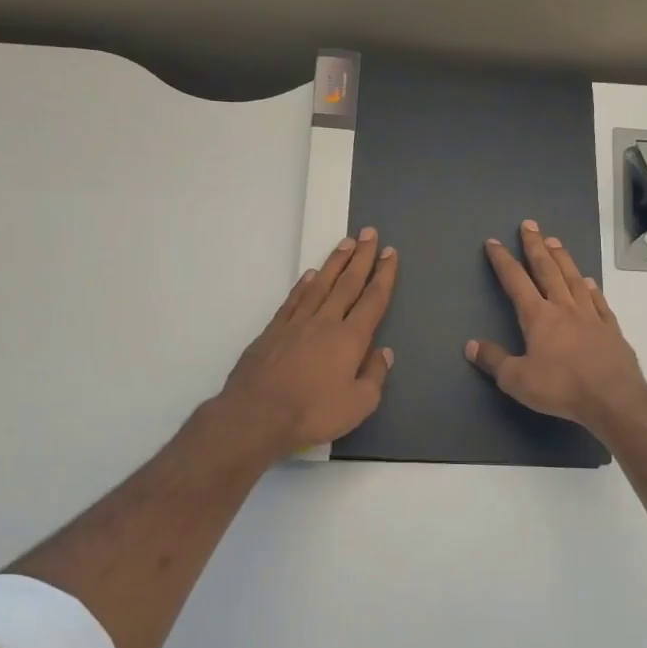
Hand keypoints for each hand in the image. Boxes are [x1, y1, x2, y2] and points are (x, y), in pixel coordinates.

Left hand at [220, 230, 398, 456]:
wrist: (257, 414)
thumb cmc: (313, 412)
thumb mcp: (359, 404)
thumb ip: (374, 375)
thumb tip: (384, 352)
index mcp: (350, 338)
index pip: (372, 300)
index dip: (383, 275)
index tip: (389, 253)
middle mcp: (325, 322)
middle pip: (347, 284)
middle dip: (361, 257)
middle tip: (369, 233)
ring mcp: (296, 324)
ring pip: (320, 285)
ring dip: (335, 263)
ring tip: (344, 243)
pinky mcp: (272, 332)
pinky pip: (293, 300)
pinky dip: (304, 285)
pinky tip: (311, 275)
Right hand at [465, 219, 646, 437]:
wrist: (612, 398)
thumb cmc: (560, 388)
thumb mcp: (517, 379)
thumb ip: (494, 360)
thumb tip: (471, 345)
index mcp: (538, 317)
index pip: (516, 282)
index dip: (503, 261)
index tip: (494, 242)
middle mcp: (564, 308)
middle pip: (547, 270)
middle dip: (535, 247)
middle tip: (529, 225)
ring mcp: (591, 316)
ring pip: (573, 280)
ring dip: (563, 259)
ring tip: (555, 241)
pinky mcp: (611, 330)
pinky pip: (599, 302)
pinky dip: (592, 289)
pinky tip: (588, 282)